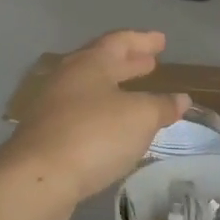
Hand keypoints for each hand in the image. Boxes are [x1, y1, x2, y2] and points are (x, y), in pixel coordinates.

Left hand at [0, 31, 189, 217]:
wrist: (37, 179)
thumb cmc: (93, 135)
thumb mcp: (139, 118)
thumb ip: (161, 106)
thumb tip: (181, 99)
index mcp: (89, 63)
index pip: (119, 41)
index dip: (142, 40)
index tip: (161, 40)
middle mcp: (68, 78)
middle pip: (102, 63)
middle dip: (128, 62)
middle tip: (150, 62)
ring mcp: (53, 106)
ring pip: (90, 89)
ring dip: (115, 89)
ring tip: (136, 95)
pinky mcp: (46, 135)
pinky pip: (82, 114)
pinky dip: (103, 114)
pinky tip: (114, 128)